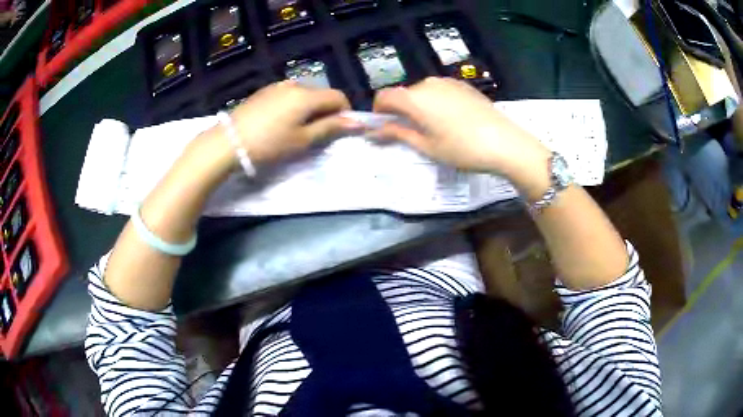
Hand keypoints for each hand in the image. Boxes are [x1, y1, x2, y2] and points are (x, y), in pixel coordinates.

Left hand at [227, 80, 355, 166]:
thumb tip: (357, 122)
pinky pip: (289, 95)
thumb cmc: (269, 144)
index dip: (345, 112)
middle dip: (326, 111)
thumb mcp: (302, 140)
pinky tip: (281, 122)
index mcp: (307, 95)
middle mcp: (295, 84)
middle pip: (321, 94)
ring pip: (305, 94)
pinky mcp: (265, 91)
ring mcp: (278, 86)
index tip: (338, 130)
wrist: (229, 141)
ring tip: (297, 129)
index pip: (338, 96)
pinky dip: (294, 106)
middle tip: (316, 133)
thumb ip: (330, 127)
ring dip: (309, 108)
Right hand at [372, 77, 550, 180]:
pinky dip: (436, 102)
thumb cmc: (462, 149)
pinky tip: (451, 120)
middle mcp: (428, 83)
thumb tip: (373, 131)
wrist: (505, 143)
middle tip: (411, 133)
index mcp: (415, 98)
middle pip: (403, 94)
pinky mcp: (463, 85)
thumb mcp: (427, 146)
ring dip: (419, 106)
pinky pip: (440, 91)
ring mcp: (448, 82)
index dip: (378, 111)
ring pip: (422, 92)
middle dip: (400, 111)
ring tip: (434, 128)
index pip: (384, 96)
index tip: (383, 128)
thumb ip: (398, 133)